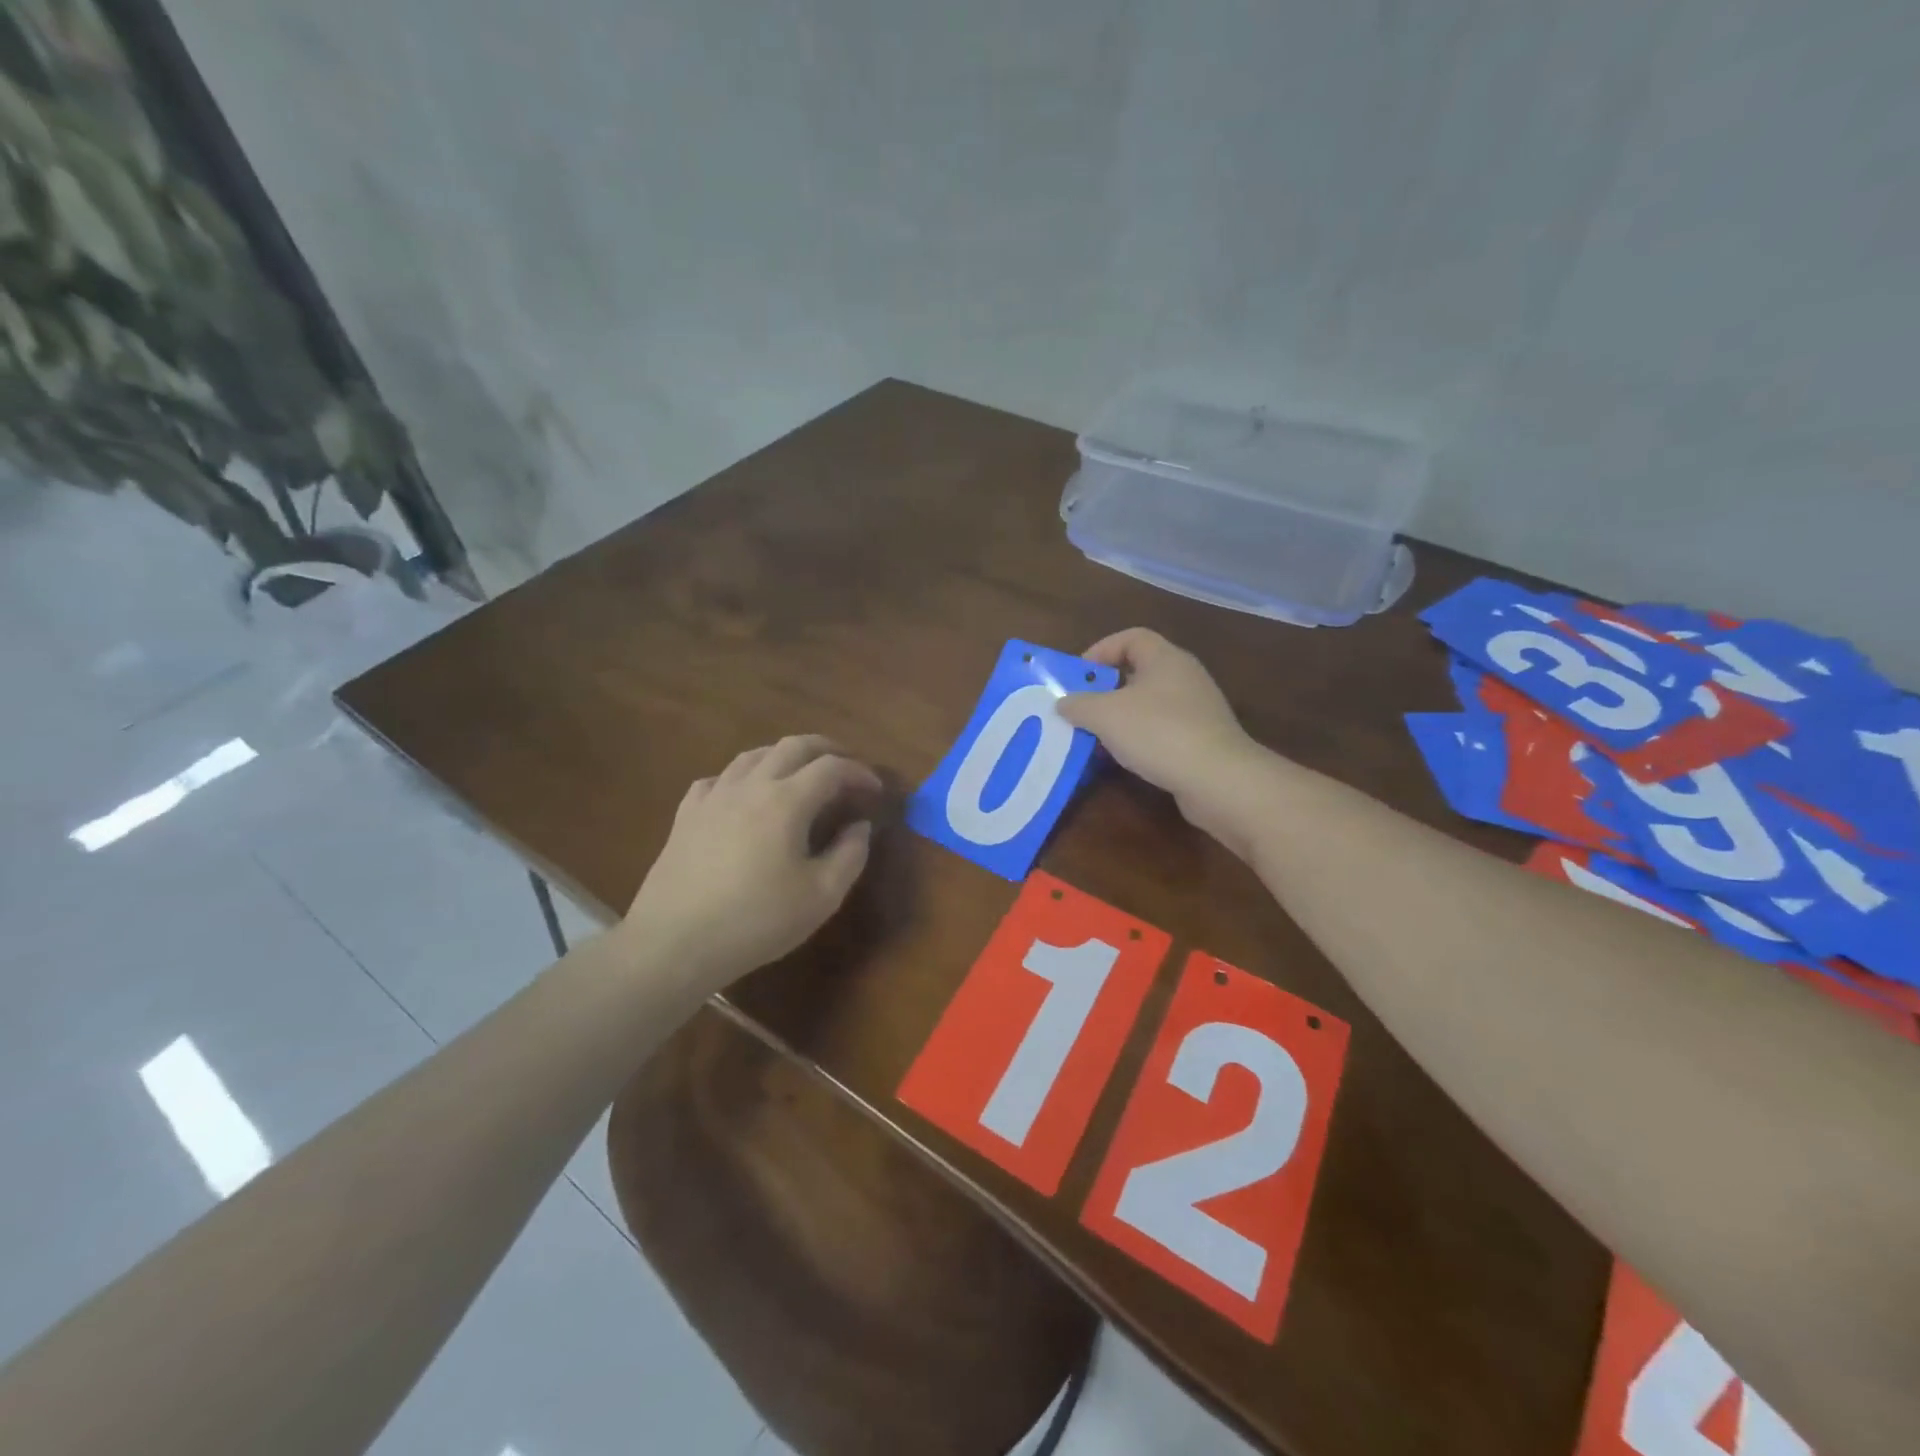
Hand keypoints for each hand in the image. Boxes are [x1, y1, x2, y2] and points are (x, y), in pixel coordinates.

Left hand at [621, 736, 881, 989]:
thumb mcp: (821, 897)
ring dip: (784, 756)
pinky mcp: (686, 815)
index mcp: (786, 801)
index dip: (859, 772)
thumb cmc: (756, 921)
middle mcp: (750, 786)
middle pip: (793, 746)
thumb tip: (860, 827)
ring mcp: (713, 797)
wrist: (675, 943)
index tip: (875, 789)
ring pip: (752, 755)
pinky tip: (743, 796)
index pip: (831, 768)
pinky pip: (718, 779)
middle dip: (826, 749)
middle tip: (845, 767)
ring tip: (800, 774)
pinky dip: (742, 778)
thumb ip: (850, 855)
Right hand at [1056, 629, 1265, 853]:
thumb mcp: (1105, 715)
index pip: (1131, 637)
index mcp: (1165, 658)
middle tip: (1081, 708)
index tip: (1078, 676)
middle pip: (1138, 671)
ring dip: (1120, 718)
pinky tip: (1124, 759)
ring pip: (1149, 704)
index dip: (1101, 650)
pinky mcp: (1202, 739)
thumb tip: (1063, 702)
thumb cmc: (1158, 732)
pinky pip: (1162, 730)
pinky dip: (1139, 739)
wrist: (1218, 779)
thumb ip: (1078, 705)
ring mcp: (1197, 709)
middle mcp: (1184, 676)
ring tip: (1096, 737)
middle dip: (1106, 689)